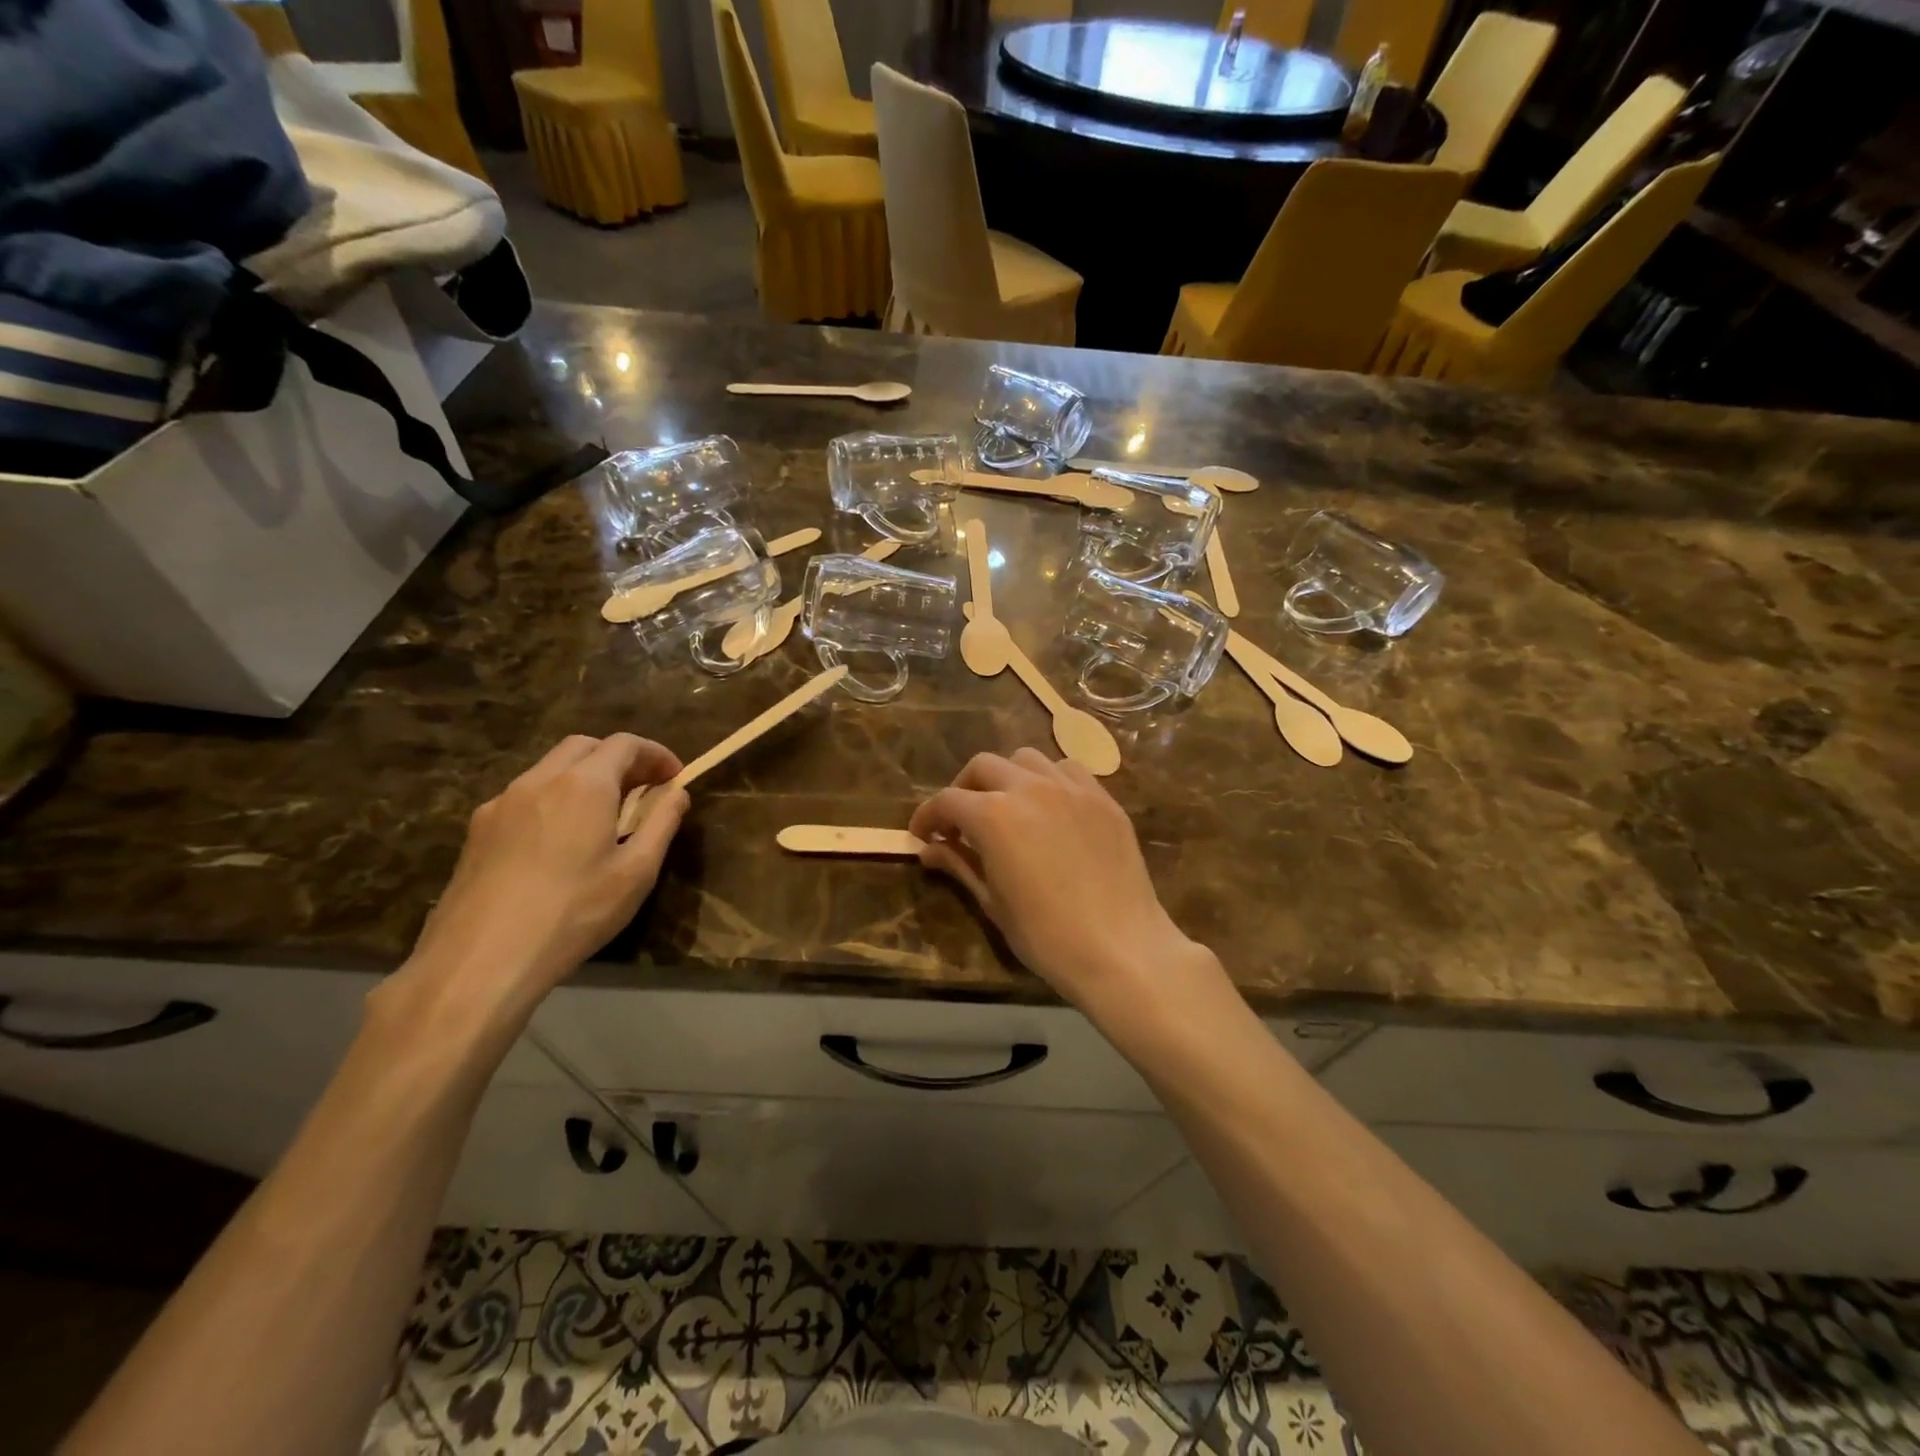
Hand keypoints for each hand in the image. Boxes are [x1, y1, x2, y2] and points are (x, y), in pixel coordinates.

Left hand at [400, 734, 688, 1020]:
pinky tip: (560, 840)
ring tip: (604, 815)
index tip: (675, 777)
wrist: (481, 959)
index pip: (625, 744)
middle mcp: (540, 780)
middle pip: (584, 746)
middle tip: (643, 790)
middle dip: (619, 758)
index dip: (656, 754)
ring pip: (550, 768)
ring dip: (584, 776)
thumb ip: (662, 822)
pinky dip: (554, 798)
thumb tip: (677, 792)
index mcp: (584, 784)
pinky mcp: (478, 829)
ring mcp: (502, 802)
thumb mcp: (637, 871)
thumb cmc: (574, 912)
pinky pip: (525, 796)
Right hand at [910, 749, 1216, 1017]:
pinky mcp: (1102, 798)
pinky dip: (1048, 780)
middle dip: (964, 789)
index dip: (928, 816)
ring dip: (1006, 777)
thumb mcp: (993, 902)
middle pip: (983, 766)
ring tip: (1007, 808)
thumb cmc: (1046, 936)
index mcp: (993, 815)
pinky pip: (1067, 770)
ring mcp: (1071, 788)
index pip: (947, 801)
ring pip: (1026, 758)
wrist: (1121, 948)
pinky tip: (1050, 808)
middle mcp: (1029, 787)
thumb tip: (929, 850)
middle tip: (961, 822)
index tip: (923, 835)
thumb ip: (960, 865)